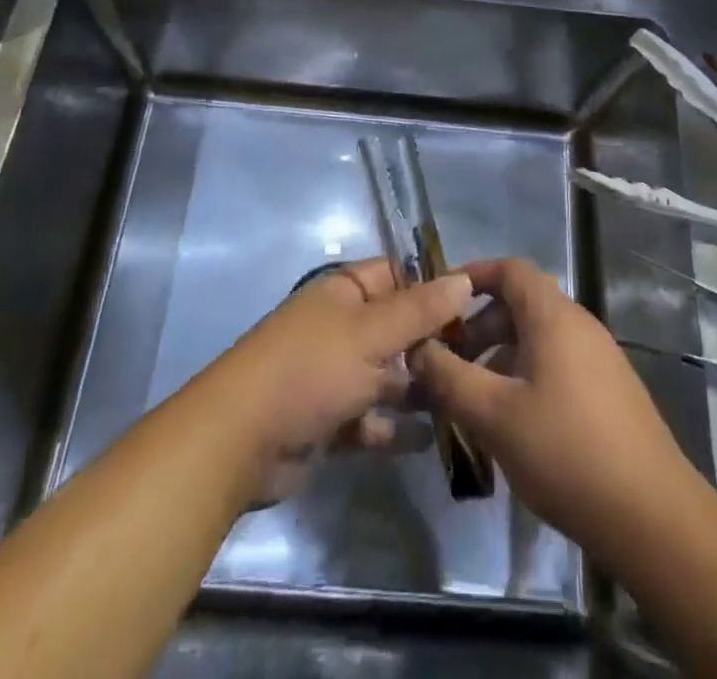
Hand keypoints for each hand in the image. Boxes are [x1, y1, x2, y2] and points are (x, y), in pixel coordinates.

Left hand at [192, 258, 472, 506]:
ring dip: (414, 389)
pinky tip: (423, 440)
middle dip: (429, 345)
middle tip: (476, 365)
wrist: (239, 441)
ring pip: (384, 375)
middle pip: (394, 328)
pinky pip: (368, 417)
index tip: (474, 309)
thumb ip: (421, 310)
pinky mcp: (325, 418)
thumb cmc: (310, 370)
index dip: (431, 288)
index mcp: (343, 293)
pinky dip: (390, 427)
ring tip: (458, 404)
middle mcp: (338, 326)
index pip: (396, 275)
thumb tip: (464, 279)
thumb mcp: (372, 334)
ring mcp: (330, 373)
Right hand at [413, 258, 705, 567]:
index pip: (511, 269)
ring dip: (501, 355)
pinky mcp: (611, 392)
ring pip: (539, 337)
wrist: (655, 517)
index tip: (439, 301)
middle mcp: (580, 326)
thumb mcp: (494, 416)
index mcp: (554, 316)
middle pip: (522, 303)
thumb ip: (449, 378)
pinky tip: (514, 422)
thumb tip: (416, 349)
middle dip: (480, 325)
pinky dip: (526, 374)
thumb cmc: (567, 452)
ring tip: (474, 396)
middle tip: (450, 361)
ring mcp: (601, 359)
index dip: (473, 275)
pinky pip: (558, 364)